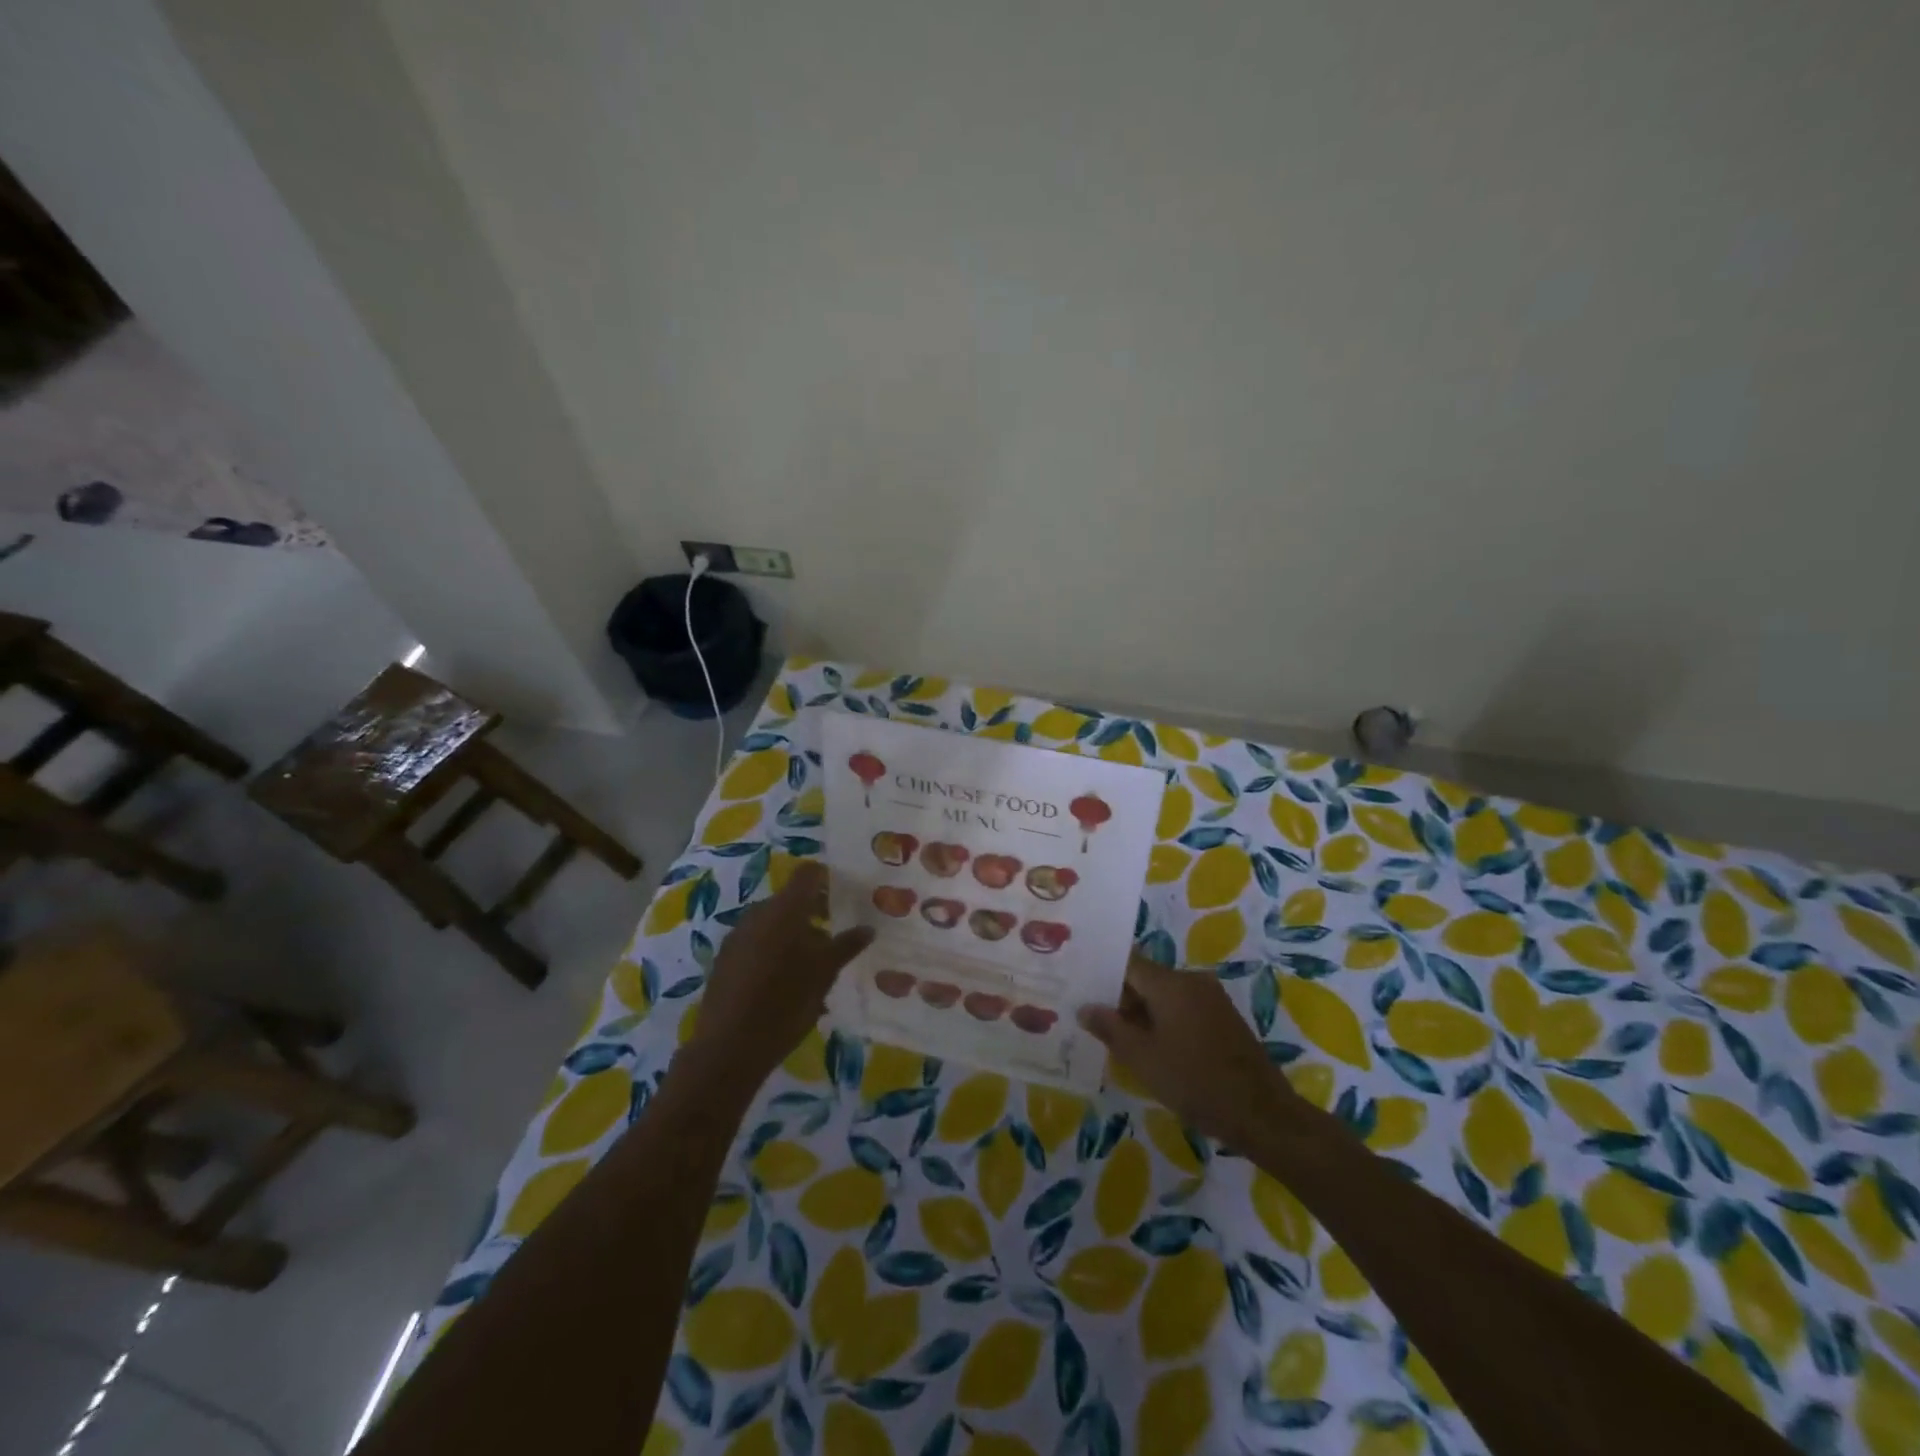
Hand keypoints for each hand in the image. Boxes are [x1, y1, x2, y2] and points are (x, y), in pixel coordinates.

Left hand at [691, 862, 872, 1084]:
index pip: (807, 874)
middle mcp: (758, 913)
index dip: (826, 878)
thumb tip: (868, 928)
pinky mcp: (725, 959)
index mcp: (785, 909)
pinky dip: (774, 951)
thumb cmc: (786, 1002)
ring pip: (772, 923)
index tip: (844, 893)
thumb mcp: (824, 973)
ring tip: (812, 965)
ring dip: (793, 935)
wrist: (729, 1046)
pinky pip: (756, 943)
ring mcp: (737, 936)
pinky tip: (785, 982)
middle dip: (813, 912)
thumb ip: (846, 945)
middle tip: (834, 935)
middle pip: (790, 900)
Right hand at [1079, 955, 1298, 1145]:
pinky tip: (1153, 1048)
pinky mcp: (1224, 1018)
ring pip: (1165, 995)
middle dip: (1120, 998)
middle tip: (1093, 1019)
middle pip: (1146, 978)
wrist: (1263, 1115)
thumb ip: (1110, 1028)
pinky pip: (1184, 1008)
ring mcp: (1212, 998)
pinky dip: (1165, 1021)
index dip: (1102, 973)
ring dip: (1143, 1012)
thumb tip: (1085, 1007)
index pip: (1127, 962)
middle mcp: (1192, 980)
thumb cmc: (1195, 1082)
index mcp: (1170, 983)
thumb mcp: (1143, 1059)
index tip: (1081, 987)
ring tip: (1118, 1037)